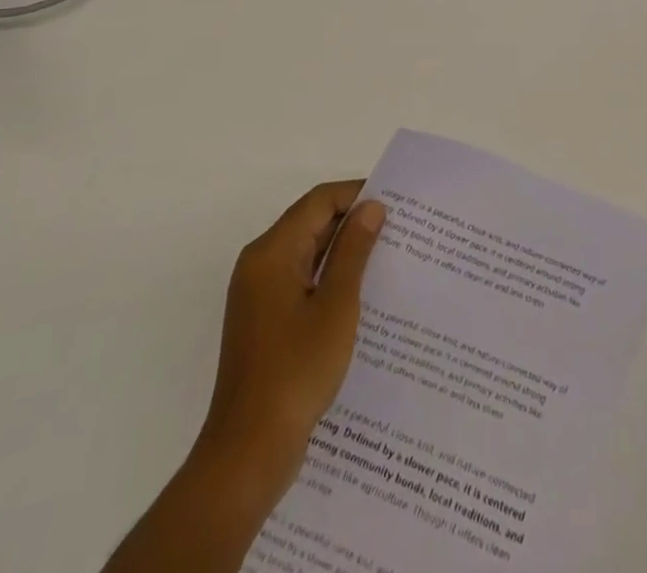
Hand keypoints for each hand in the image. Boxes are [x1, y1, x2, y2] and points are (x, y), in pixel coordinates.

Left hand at [103, 182, 385, 572]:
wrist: (248, 452)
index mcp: (272, 252)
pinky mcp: (263, 321)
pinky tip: (360, 294)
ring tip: (387, 257)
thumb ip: (354, 251)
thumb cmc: (296, 371)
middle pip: (310, 223)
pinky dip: (328, 277)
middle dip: (352, 222)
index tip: (395, 202)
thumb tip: (371, 207)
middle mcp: (259, 264)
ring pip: (306, 253)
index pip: (318, 202)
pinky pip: (300, 280)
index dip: (356, 194)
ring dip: (342, 251)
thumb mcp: (336, 306)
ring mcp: (258, 294)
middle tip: (398, 229)